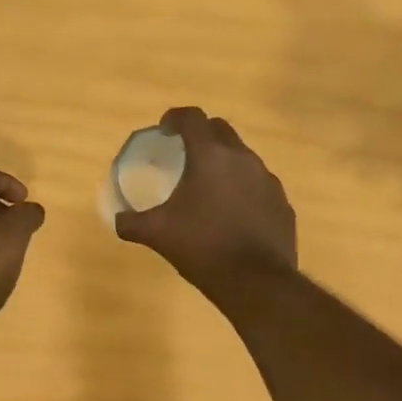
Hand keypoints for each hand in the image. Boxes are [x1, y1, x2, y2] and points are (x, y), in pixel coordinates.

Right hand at [114, 107, 296, 296]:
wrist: (256, 282)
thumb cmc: (202, 247)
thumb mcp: (157, 234)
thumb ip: (133, 222)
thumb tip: (118, 220)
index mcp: (210, 156)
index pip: (192, 117)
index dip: (175, 118)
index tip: (164, 130)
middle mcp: (242, 158)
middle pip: (220, 129)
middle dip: (201, 134)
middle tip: (184, 153)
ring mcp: (267, 180)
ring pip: (243, 156)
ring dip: (224, 161)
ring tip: (208, 186)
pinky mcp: (282, 203)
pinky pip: (259, 184)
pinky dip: (243, 188)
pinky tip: (232, 213)